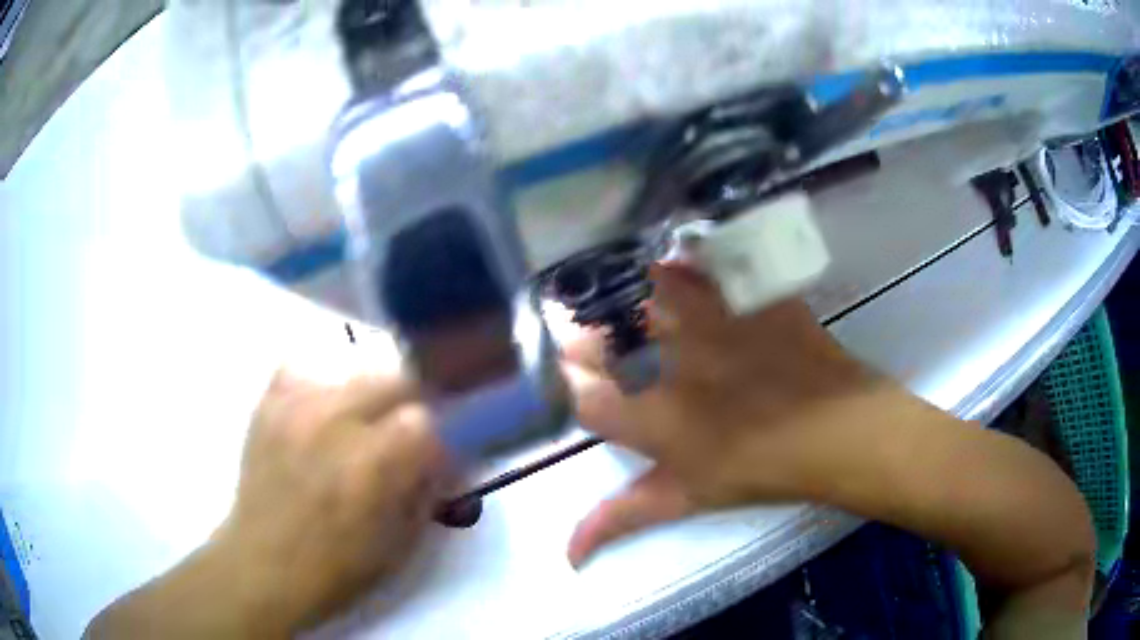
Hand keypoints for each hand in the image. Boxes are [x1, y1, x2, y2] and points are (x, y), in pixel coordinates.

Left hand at [216, 367, 446, 631]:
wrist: (264, 566)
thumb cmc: (338, 568)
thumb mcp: (401, 543)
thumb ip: (428, 491)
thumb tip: (445, 457)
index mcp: (373, 464)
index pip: (426, 419)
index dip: (438, 436)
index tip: (436, 450)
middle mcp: (336, 422)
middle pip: (395, 378)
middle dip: (411, 404)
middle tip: (404, 434)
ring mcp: (297, 408)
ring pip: (353, 370)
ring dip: (369, 396)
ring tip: (361, 425)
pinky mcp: (269, 406)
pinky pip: (302, 369)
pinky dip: (320, 386)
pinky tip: (320, 413)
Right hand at [563, 263, 897, 566]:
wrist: (839, 430)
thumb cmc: (761, 468)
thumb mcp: (688, 497)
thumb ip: (623, 519)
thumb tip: (569, 557)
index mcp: (659, 422)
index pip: (589, 400)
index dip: (573, 383)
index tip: (570, 369)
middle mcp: (678, 367)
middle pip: (612, 334)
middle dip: (588, 331)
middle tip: (588, 329)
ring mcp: (719, 325)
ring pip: (657, 288)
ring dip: (633, 289)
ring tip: (626, 292)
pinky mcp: (750, 299)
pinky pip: (711, 267)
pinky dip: (691, 261)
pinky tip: (682, 261)